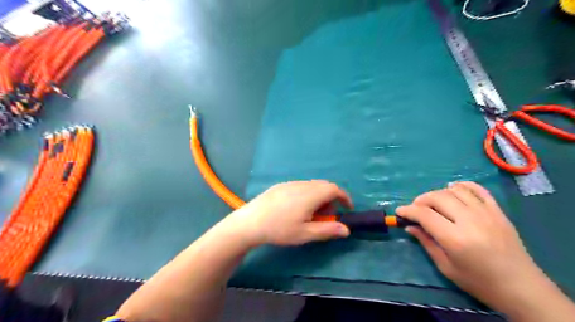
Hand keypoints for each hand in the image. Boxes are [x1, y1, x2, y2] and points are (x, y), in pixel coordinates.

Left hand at [223, 181, 350, 246]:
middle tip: (327, 215)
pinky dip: (308, 194)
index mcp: (311, 195)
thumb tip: (346, 230)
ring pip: (312, 185)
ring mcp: (290, 184)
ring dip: (319, 196)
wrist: (250, 222)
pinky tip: (297, 208)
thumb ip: (328, 230)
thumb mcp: (305, 234)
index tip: (347, 208)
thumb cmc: (279, 229)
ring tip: (311, 214)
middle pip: (324, 185)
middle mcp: (302, 185)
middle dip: (331, 198)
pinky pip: (301, 186)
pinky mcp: (281, 186)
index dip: (344, 197)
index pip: (334, 189)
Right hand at [395, 182, 544, 310]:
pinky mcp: (498, 211)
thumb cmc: (479, 282)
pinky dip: (462, 186)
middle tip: (415, 209)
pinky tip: (453, 190)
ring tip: (433, 203)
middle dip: (420, 200)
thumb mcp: (446, 267)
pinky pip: (477, 189)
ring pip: (454, 191)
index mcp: (455, 238)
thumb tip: (409, 226)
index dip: (408, 210)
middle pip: (437, 198)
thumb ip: (426, 242)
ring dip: (438, 193)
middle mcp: (470, 220)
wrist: (521, 287)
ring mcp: (486, 213)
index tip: (399, 212)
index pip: (424, 214)